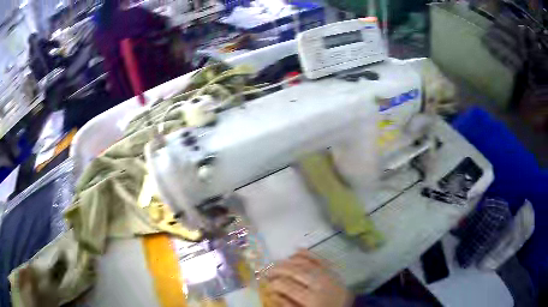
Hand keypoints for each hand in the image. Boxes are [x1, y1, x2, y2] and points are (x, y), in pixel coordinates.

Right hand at [263, 250, 352, 306]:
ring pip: (308, 264)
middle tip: (268, 270)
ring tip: (278, 262)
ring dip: (290, 261)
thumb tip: (272, 293)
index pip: (289, 287)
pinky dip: (309, 254)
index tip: (266, 283)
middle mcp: (322, 285)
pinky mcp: (334, 273)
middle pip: (297, 272)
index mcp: (312, 300)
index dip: (275, 283)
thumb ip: (287, 305)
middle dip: (280, 269)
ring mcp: (330, 277)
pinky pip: (321, 260)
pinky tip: (296, 250)